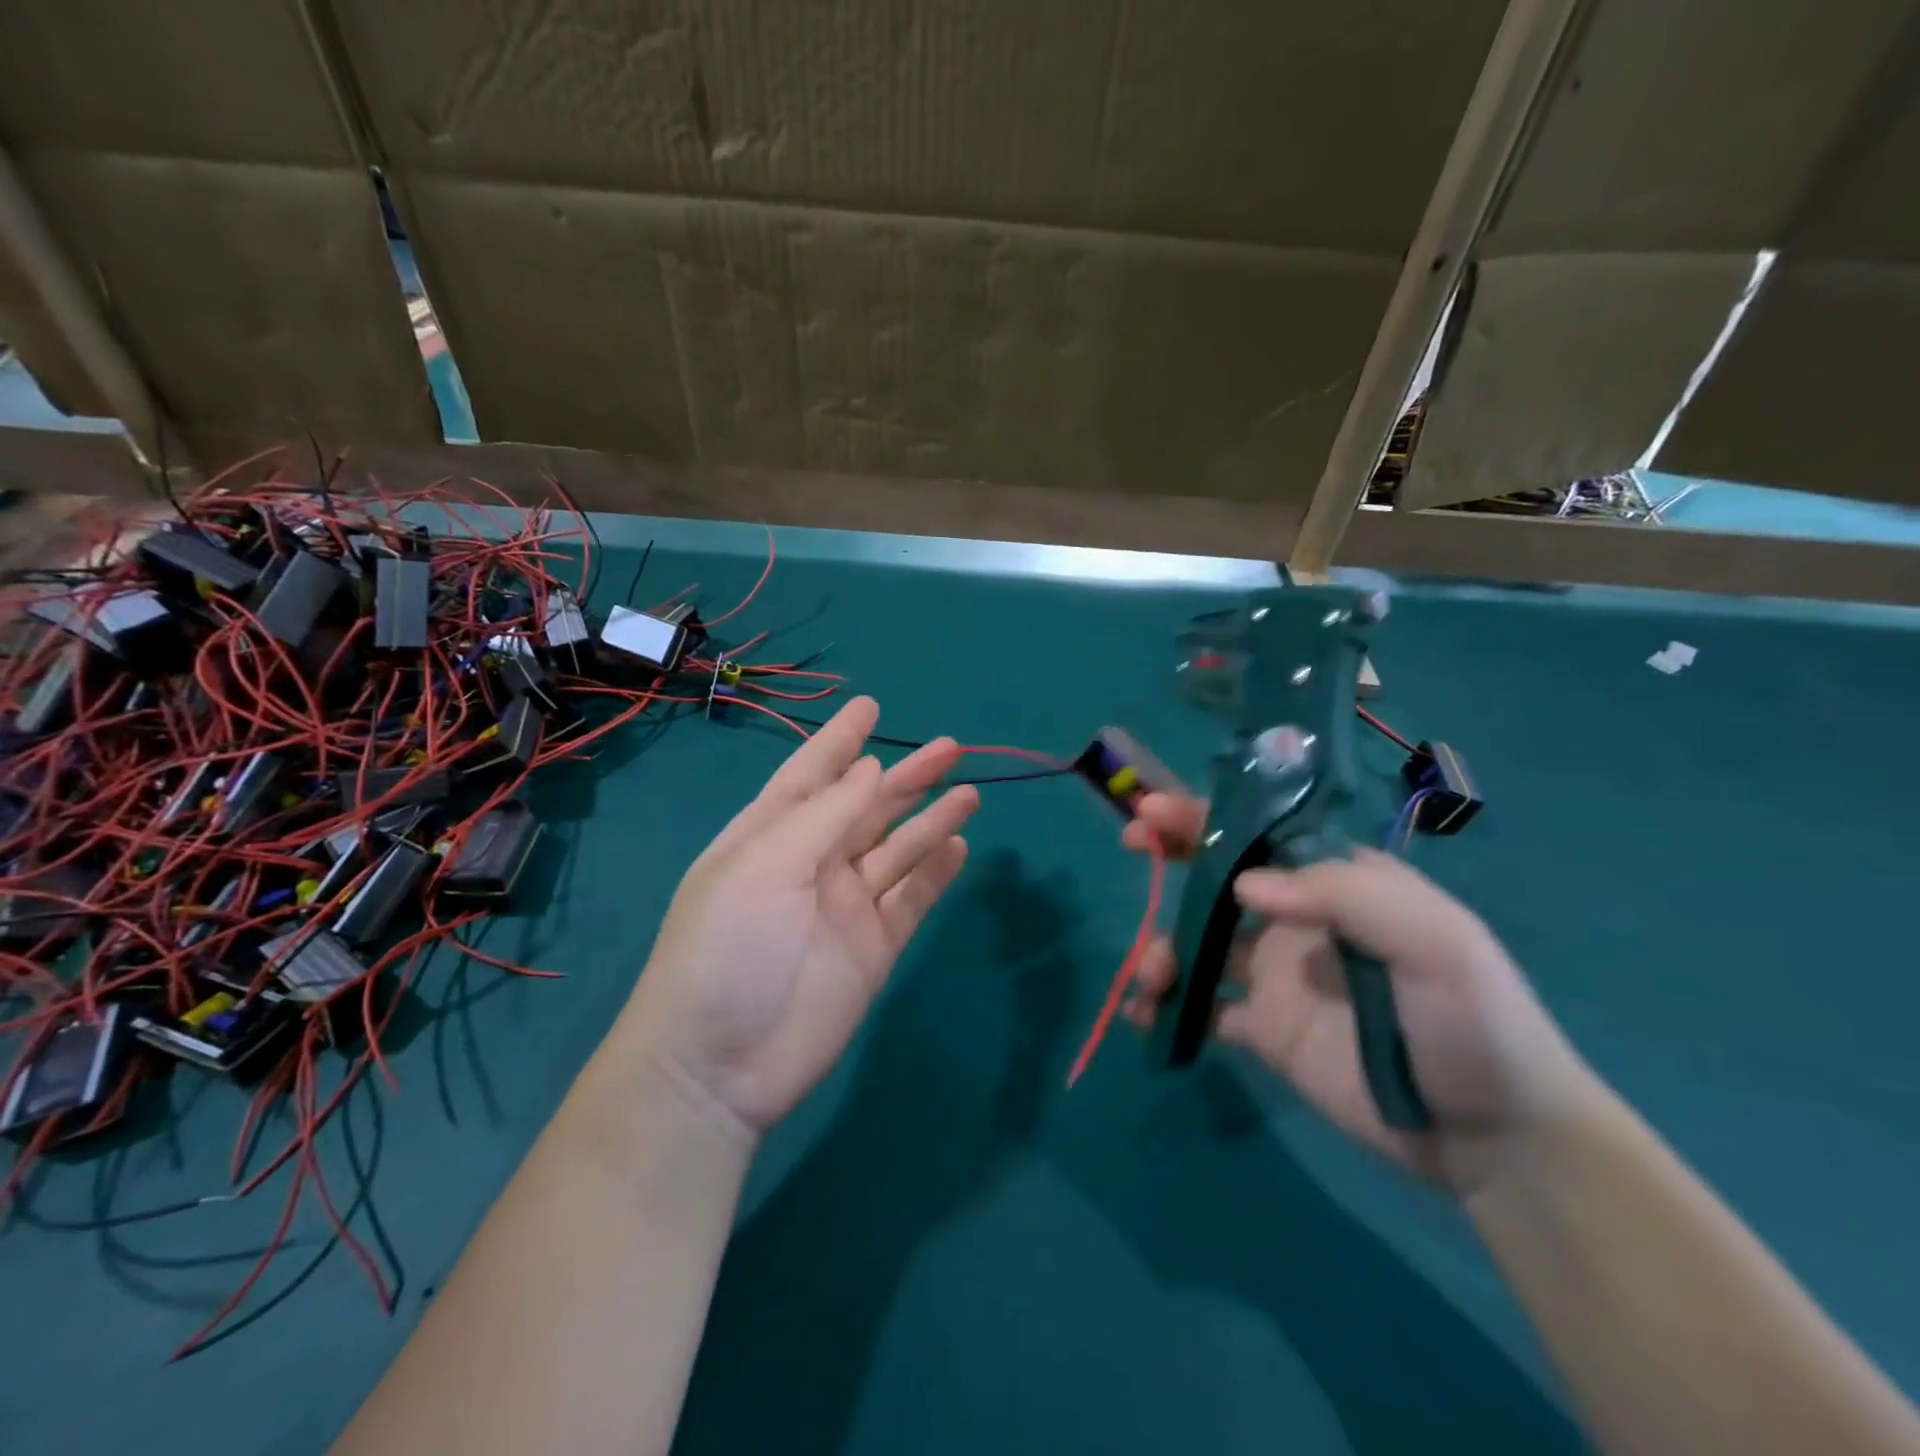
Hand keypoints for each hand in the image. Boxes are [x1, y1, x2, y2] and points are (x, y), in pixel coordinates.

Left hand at [620, 697, 978, 1139]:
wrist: (719, 1066)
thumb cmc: (726, 949)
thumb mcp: (764, 867)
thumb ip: (823, 816)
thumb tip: (870, 768)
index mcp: (771, 837)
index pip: (811, 775)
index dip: (840, 741)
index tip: (870, 706)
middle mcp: (811, 863)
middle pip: (867, 808)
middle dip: (905, 777)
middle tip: (950, 748)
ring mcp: (845, 906)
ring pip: (898, 850)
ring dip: (931, 820)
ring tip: (968, 791)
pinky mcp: (874, 947)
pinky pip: (911, 899)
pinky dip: (935, 873)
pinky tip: (959, 848)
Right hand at [1121, 792, 1600, 1191]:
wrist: (1496, 1138)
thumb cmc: (1473, 1021)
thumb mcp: (1433, 943)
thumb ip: (1343, 896)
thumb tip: (1243, 885)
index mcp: (1338, 884)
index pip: (1262, 834)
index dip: (1205, 817)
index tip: (1153, 809)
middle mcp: (1299, 920)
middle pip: (1220, 878)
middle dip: (1173, 855)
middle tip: (1131, 845)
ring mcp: (1278, 975)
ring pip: (1200, 943)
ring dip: (1163, 947)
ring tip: (1150, 976)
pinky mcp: (1266, 1029)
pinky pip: (1203, 1007)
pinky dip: (1168, 1005)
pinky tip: (1145, 1015)